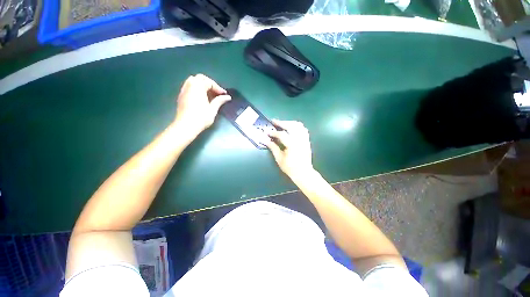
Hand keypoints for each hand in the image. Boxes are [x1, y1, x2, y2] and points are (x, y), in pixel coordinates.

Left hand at [173, 74, 230, 138]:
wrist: (186, 126)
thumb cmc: (201, 118)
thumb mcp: (212, 109)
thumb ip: (219, 101)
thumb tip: (228, 97)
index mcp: (198, 87)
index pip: (209, 82)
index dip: (218, 87)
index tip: (224, 94)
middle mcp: (189, 85)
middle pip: (200, 78)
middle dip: (210, 83)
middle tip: (216, 92)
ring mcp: (184, 90)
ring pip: (193, 81)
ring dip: (202, 85)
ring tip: (209, 94)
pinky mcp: (181, 96)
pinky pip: (189, 86)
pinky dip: (196, 88)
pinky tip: (201, 97)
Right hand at [265, 120, 314, 179]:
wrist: (304, 173)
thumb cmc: (290, 168)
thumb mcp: (279, 159)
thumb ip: (273, 147)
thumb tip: (265, 140)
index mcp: (292, 145)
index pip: (282, 134)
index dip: (273, 132)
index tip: (267, 132)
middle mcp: (300, 139)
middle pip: (291, 126)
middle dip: (281, 122)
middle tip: (274, 121)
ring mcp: (304, 139)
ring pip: (298, 125)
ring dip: (289, 123)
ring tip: (282, 123)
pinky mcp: (307, 140)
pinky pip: (303, 129)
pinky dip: (296, 126)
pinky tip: (291, 128)